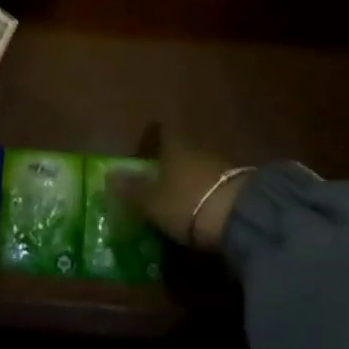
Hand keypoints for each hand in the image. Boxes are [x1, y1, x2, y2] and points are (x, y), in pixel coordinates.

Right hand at [122, 130, 250, 251]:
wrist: (239, 216)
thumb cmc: (186, 202)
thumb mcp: (152, 201)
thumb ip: (132, 189)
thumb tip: (109, 174)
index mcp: (173, 145)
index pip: (162, 132)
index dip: (154, 137)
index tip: (147, 148)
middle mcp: (196, 147)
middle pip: (181, 149)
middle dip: (172, 162)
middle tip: (160, 179)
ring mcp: (220, 163)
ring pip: (199, 165)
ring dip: (191, 177)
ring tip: (181, 198)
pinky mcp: (239, 183)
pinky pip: (215, 182)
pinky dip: (207, 191)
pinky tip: (203, 208)